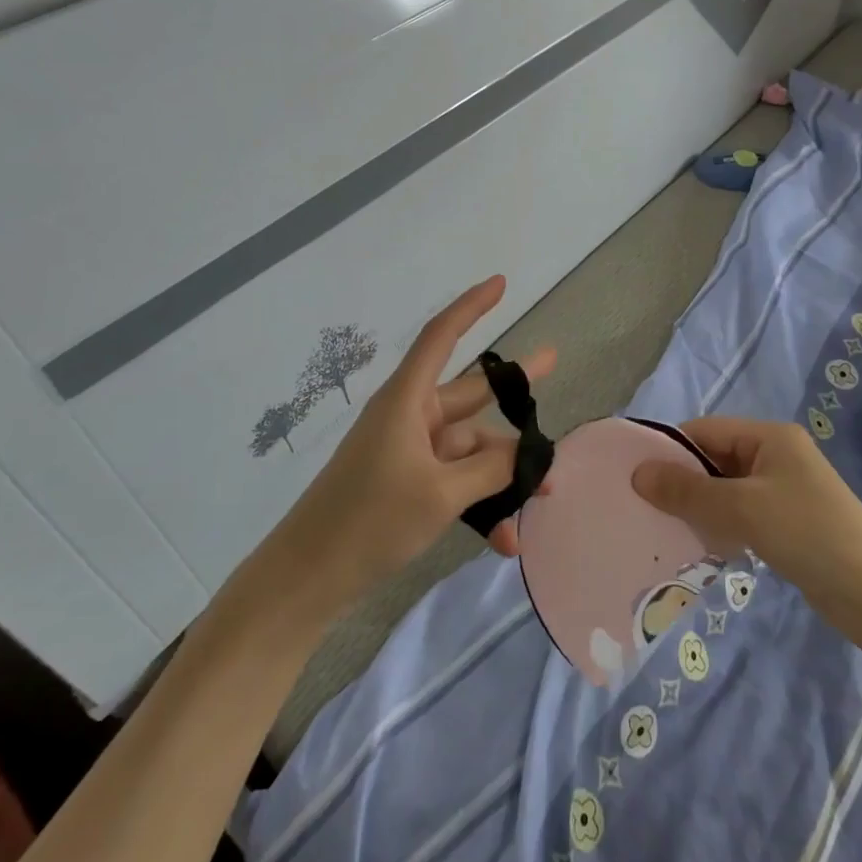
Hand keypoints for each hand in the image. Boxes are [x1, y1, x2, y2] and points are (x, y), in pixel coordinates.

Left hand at [272, 276, 553, 607]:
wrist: (307, 578)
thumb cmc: (369, 521)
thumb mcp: (441, 494)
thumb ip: (491, 470)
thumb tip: (526, 454)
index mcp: (407, 401)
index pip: (441, 337)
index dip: (471, 306)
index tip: (500, 282)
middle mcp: (410, 418)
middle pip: (470, 396)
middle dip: (513, 394)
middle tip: (554, 364)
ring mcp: (408, 453)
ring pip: (469, 449)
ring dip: (501, 475)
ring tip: (542, 499)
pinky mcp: (406, 484)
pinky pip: (455, 482)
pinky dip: (479, 503)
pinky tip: (504, 539)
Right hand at [632, 416, 861, 616]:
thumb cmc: (807, 534)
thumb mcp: (741, 508)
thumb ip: (688, 490)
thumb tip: (638, 473)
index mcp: (769, 437)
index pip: (705, 431)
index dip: (670, 450)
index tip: (636, 478)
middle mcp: (776, 456)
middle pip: (714, 459)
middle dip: (682, 482)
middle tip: (646, 508)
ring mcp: (784, 490)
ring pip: (725, 489)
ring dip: (699, 507)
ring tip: (667, 530)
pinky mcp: (788, 522)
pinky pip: (741, 513)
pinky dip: (720, 525)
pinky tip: (703, 547)